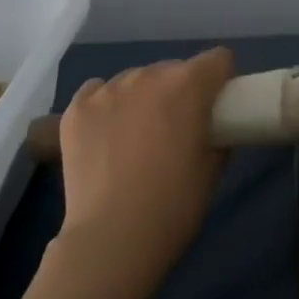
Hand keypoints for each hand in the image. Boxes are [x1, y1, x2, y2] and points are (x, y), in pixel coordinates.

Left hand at [55, 48, 234, 285]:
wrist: (111, 239)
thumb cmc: (173, 206)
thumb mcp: (213, 169)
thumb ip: (218, 135)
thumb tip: (213, 129)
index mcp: (188, 85)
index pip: (218, 59)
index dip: (222, 80)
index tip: (218, 106)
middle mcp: (147, 75)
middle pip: (174, 69)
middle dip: (181, 91)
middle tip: (177, 129)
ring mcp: (107, 90)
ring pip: (136, 79)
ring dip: (144, 98)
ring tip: (137, 137)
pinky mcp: (76, 109)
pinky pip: (99, 91)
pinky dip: (108, 106)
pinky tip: (107, 136)